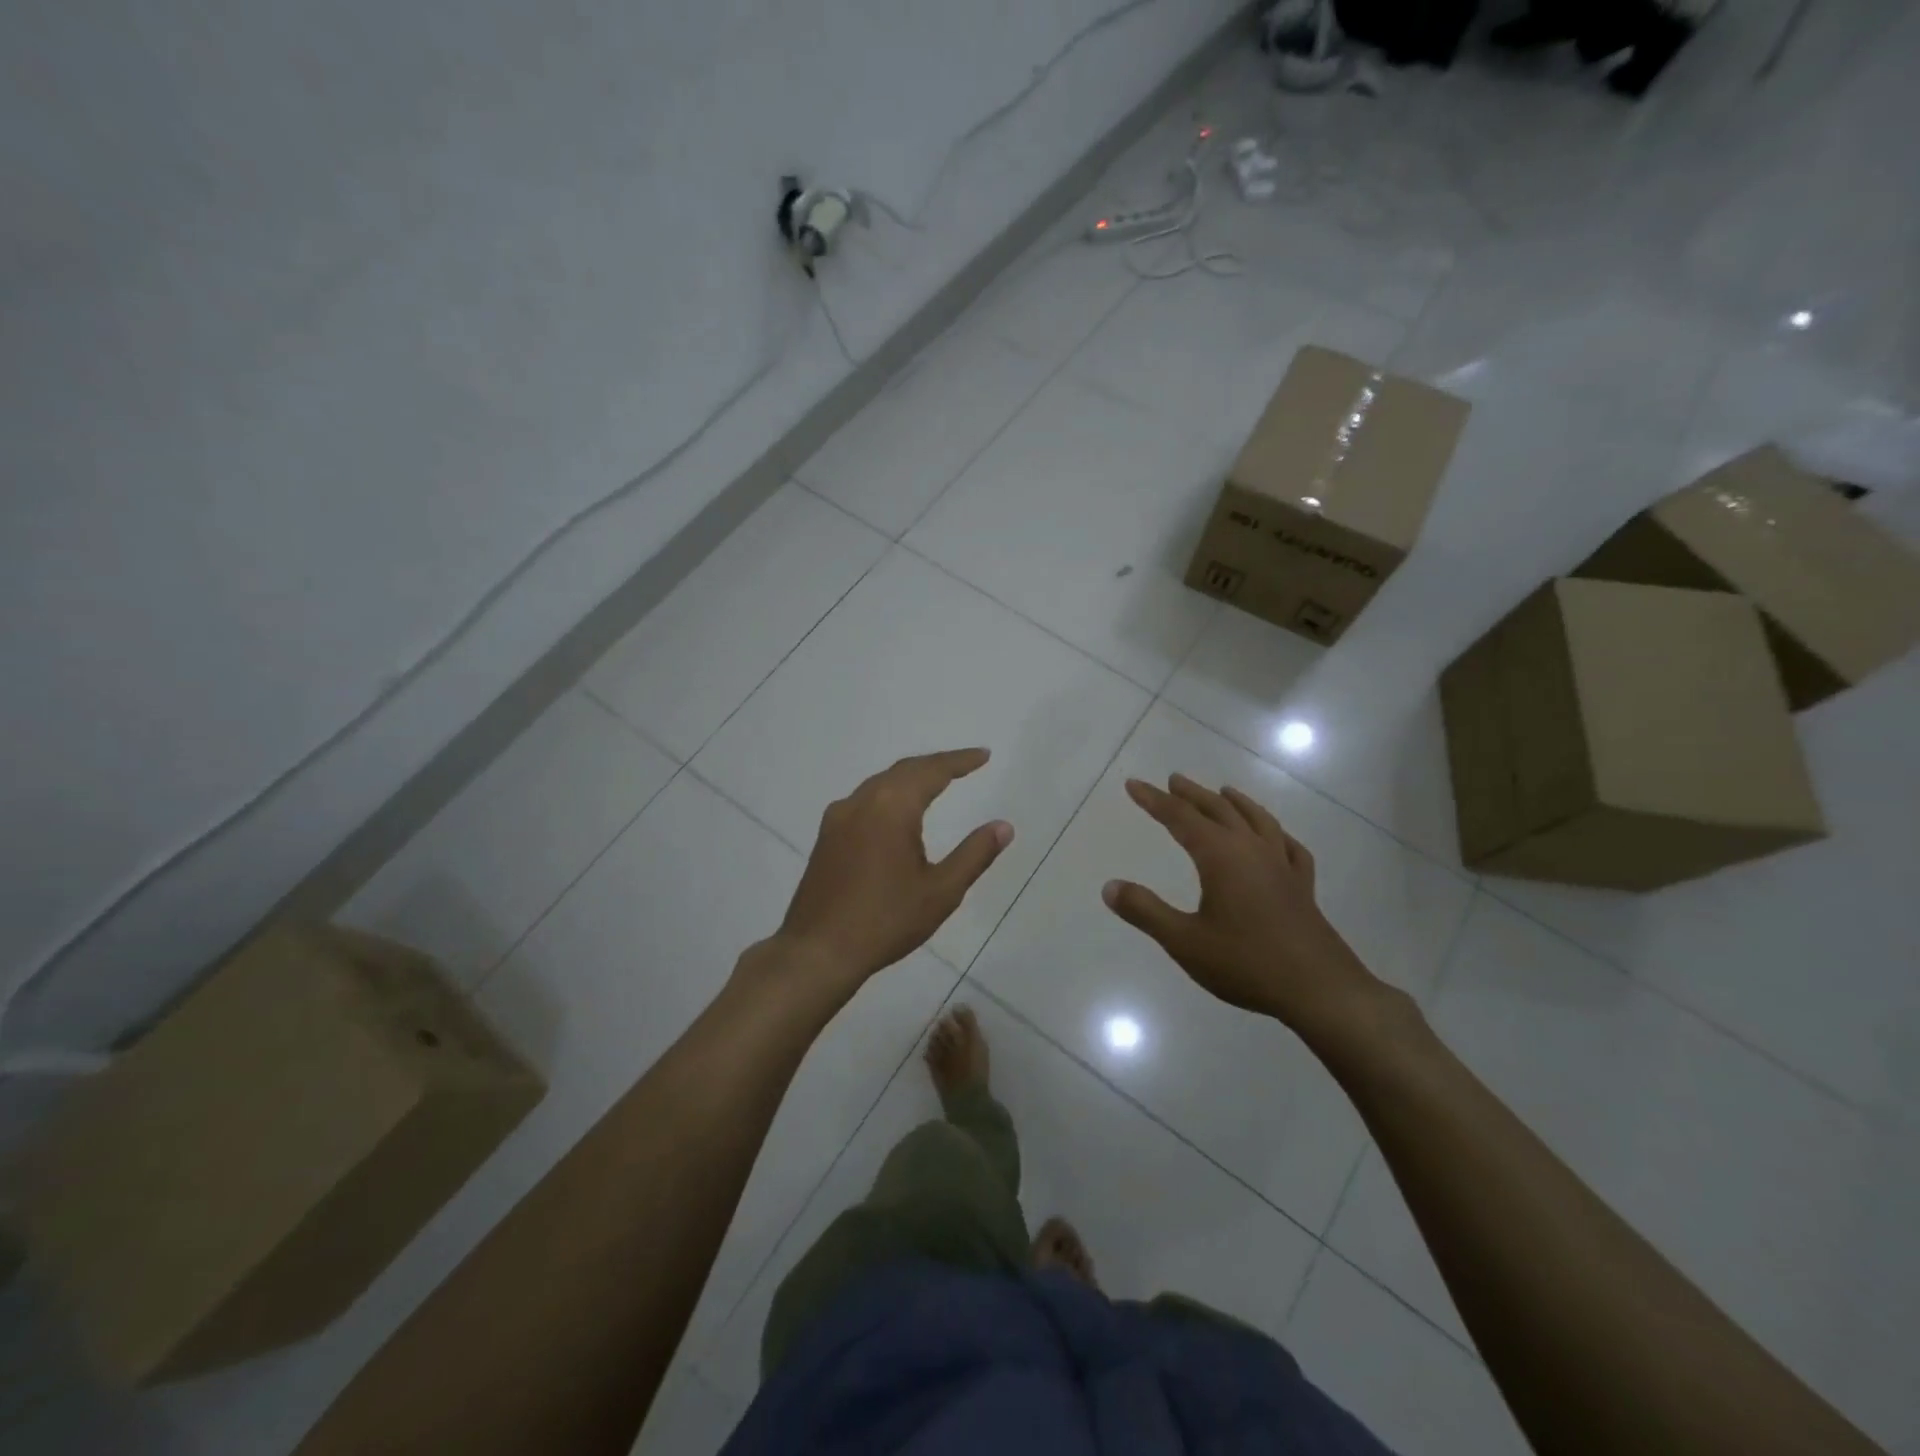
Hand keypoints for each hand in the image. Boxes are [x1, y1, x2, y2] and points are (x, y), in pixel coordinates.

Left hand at [772, 749, 1012, 988]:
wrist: (818, 951)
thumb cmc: (885, 921)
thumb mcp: (941, 891)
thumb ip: (974, 854)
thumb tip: (1004, 826)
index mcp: (891, 807)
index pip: (932, 770)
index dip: (960, 760)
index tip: (984, 755)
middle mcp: (861, 801)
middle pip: (904, 770)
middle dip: (937, 764)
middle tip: (966, 764)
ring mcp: (838, 817)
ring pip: (880, 783)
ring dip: (911, 777)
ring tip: (937, 782)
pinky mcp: (826, 836)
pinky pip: (864, 800)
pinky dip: (889, 794)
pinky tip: (897, 812)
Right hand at [1102, 774, 1391, 1040]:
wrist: (1320, 990)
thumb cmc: (1246, 963)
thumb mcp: (1184, 941)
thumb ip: (1145, 911)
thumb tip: (1110, 886)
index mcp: (1220, 856)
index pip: (1180, 817)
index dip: (1154, 800)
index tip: (1134, 784)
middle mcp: (1251, 850)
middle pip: (1218, 810)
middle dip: (1192, 794)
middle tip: (1173, 780)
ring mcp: (1282, 866)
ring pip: (1256, 820)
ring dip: (1235, 802)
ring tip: (1223, 791)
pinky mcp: (1302, 886)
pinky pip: (1289, 846)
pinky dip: (1276, 833)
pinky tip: (1275, 837)